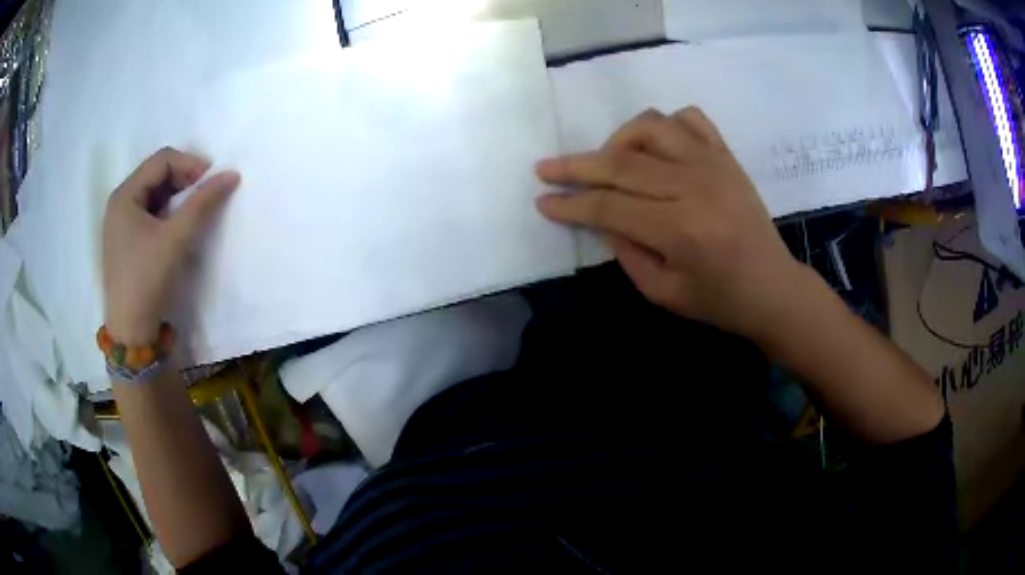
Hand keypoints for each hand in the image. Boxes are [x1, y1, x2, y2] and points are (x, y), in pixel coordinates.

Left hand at [103, 147, 239, 345]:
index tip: (212, 181)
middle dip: (184, 180)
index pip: (162, 160)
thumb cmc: (147, 280)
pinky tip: (177, 228)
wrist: (131, 332)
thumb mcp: (176, 238)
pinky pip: (149, 213)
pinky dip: (167, 213)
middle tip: (205, 196)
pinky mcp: (126, 241)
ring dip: (177, 197)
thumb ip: (203, 202)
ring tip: (194, 213)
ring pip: (154, 194)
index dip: (190, 164)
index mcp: (124, 195)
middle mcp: (119, 203)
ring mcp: (121, 223)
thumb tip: (232, 174)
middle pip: (156, 174)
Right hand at [536, 108, 800, 342]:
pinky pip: (689, 118)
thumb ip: (625, 251)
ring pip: (651, 127)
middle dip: (576, 167)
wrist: (774, 288)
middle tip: (545, 169)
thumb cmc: (720, 301)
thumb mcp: (662, 293)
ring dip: (618, 139)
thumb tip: (599, 215)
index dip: (571, 204)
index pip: (609, 206)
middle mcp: (695, 187)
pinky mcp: (726, 156)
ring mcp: (714, 164)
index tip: (542, 201)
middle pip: (621, 163)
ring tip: (607, 159)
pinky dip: (664, 124)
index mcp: (680, 230)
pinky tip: (654, 145)